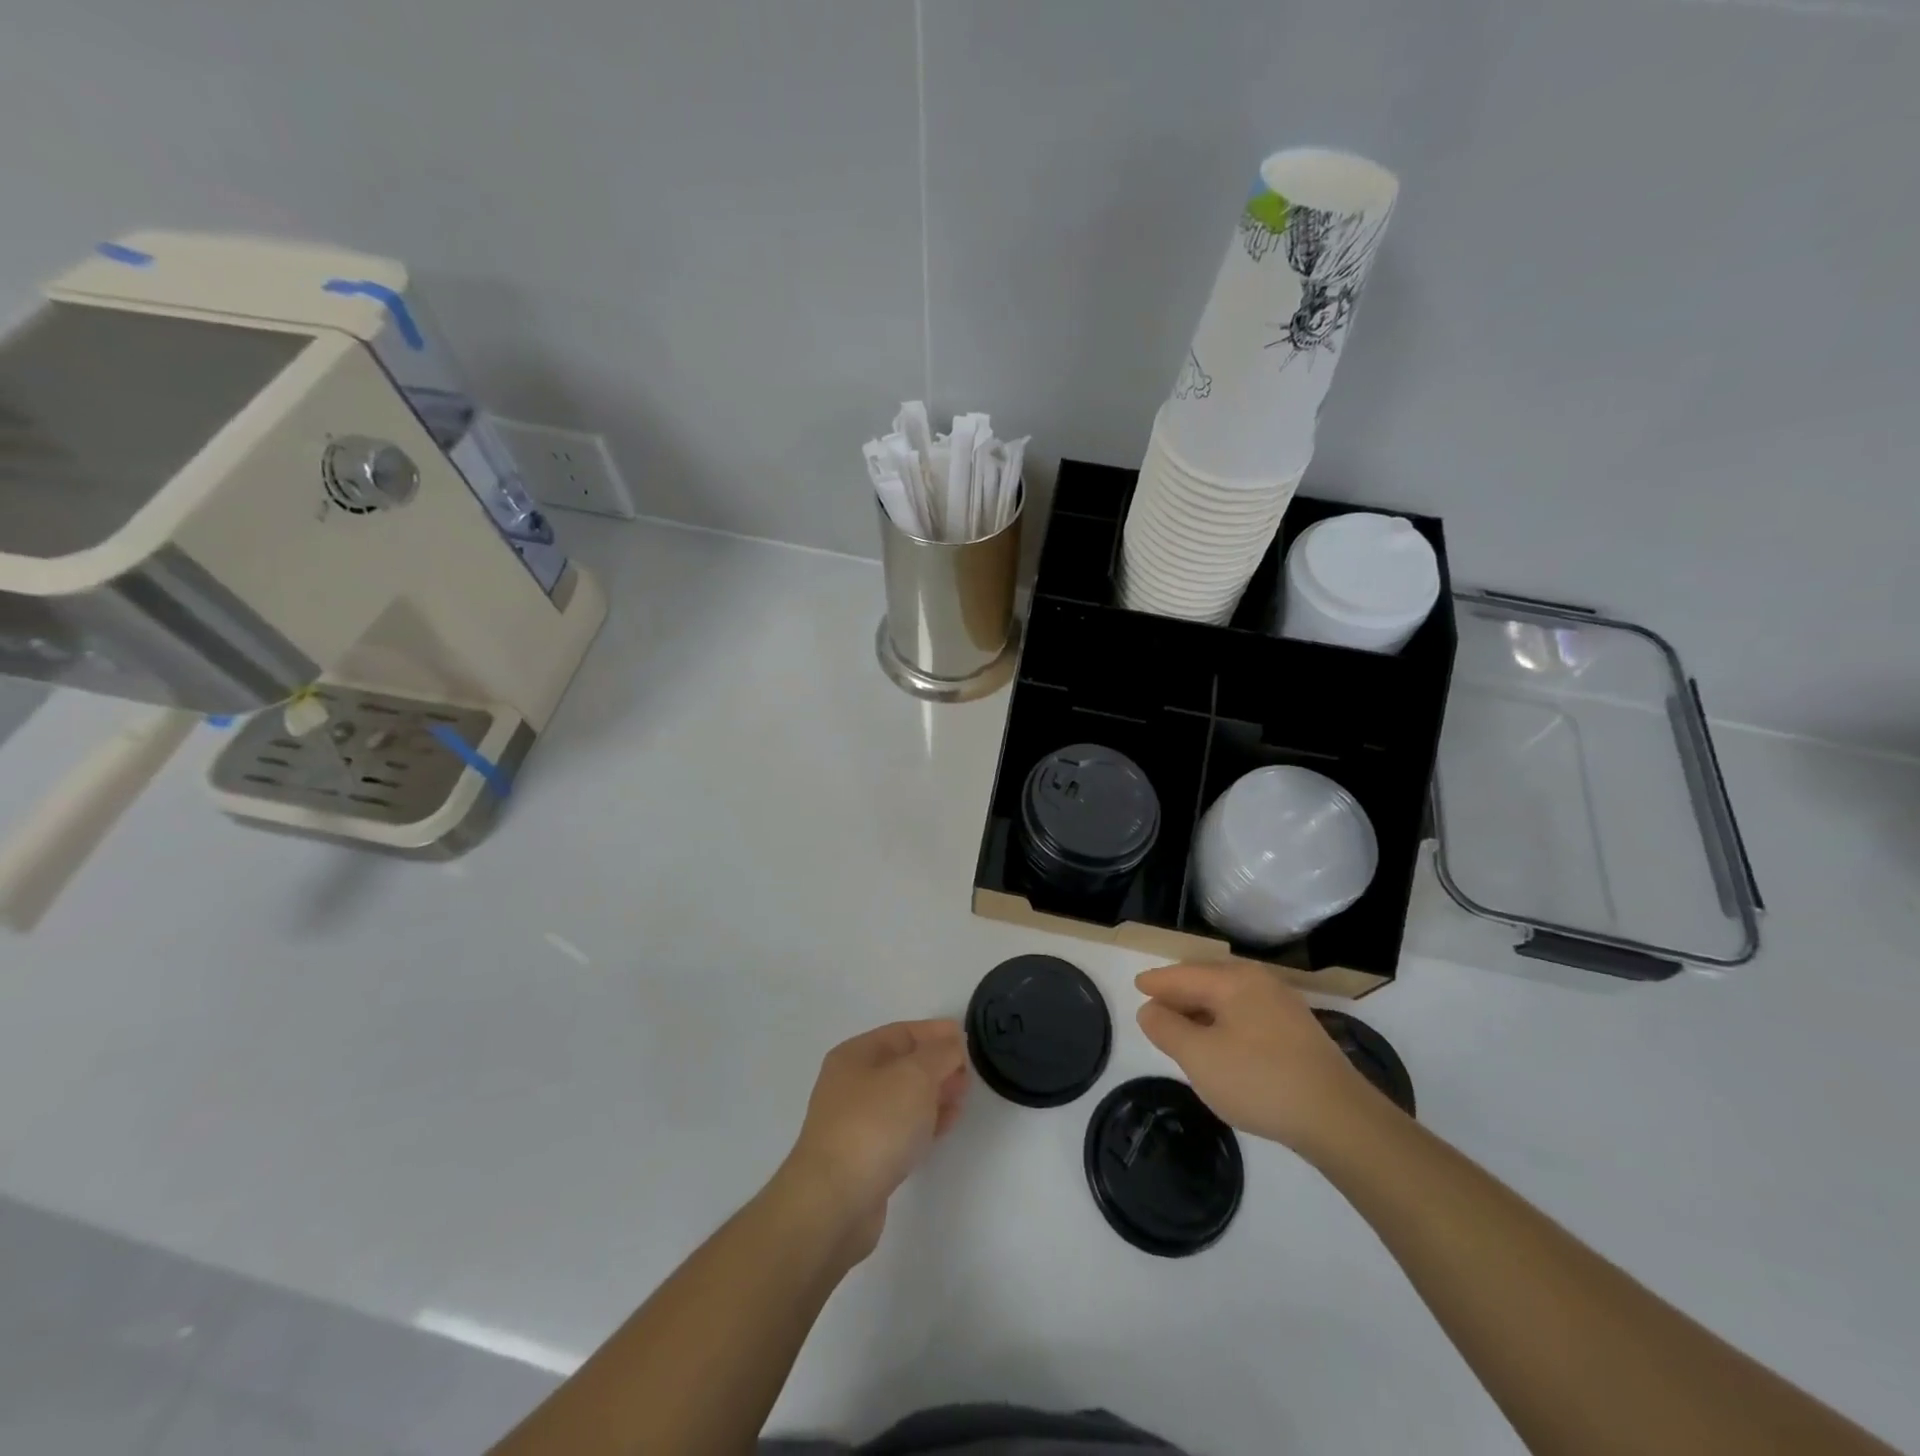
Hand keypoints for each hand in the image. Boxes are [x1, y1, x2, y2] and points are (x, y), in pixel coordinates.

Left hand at [779, 1019, 969, 1259]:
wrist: (834, 1203)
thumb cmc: (875, 1125)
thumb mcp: (915, 1076)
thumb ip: (940, 1054)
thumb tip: (952, 1045)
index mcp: (855, 1055)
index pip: (902, 1033)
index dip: (936, 1033)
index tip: (967, 1040)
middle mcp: (851, 1084)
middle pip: (902, 1065)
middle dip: (937, 1066)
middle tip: (968, 1075)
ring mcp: (855, 1123)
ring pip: (903, 1098)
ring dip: (934, 1095)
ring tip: (961, 1101)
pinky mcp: (864, 1158)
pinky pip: (900, 1128)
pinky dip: (924, 1122)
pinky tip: (943, 1127)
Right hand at [1135, 963, 1382, 1155]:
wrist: (1339, 1118)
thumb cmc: (1259, 1080)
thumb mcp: (1199, 1057)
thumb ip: (1167, 1029)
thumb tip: (1150, 1009)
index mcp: (1233, 980)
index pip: (1183, 975)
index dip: (1157, 982)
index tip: (1137, 986)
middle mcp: (1259, 982)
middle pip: (1207, 981)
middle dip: (1180, 994)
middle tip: (1156, 1008)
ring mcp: (1284, 1006)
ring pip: (1229, 999)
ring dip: (1203, 1011)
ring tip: (1183, 1028)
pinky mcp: (1299, 1032)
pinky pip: (1248, 1015)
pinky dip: (1225, 1023)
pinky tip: (1222, 1045)